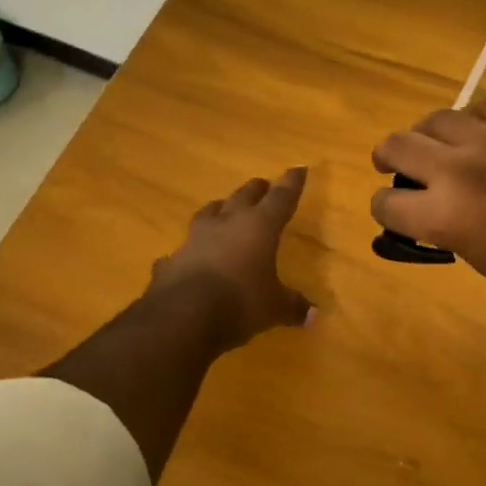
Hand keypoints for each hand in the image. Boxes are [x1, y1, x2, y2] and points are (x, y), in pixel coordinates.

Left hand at [150, 167, 313, 349]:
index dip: (291, 183)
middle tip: (263, 185)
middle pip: (244, 196)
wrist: (181, 316)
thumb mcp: (274, 308)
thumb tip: (313, 315)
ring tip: (224, 208)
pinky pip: (183, 249)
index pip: (281, 198)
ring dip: (220, 209)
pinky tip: (188, 257)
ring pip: (209, 213)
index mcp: (259, 227)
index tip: (298, 168)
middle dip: (256, 190)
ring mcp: (195, 239)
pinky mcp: (172, 260)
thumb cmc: (239, 302)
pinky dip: (190, 251)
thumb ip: (293, 306)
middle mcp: (227, 224)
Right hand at [371, 99, 485, 313]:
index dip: (385, 208)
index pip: (387, 203)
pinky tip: (481, 133)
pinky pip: (482, 106)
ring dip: (428, 135)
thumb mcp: (480, 259)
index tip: (392, 209)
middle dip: (388, 158)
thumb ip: (444, 228)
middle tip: (392, 164)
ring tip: (438, 145)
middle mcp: (458, 169)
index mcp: (445, 215)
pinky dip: (473, 120)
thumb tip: (427, 209)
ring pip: (435, 119)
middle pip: (397, 145)